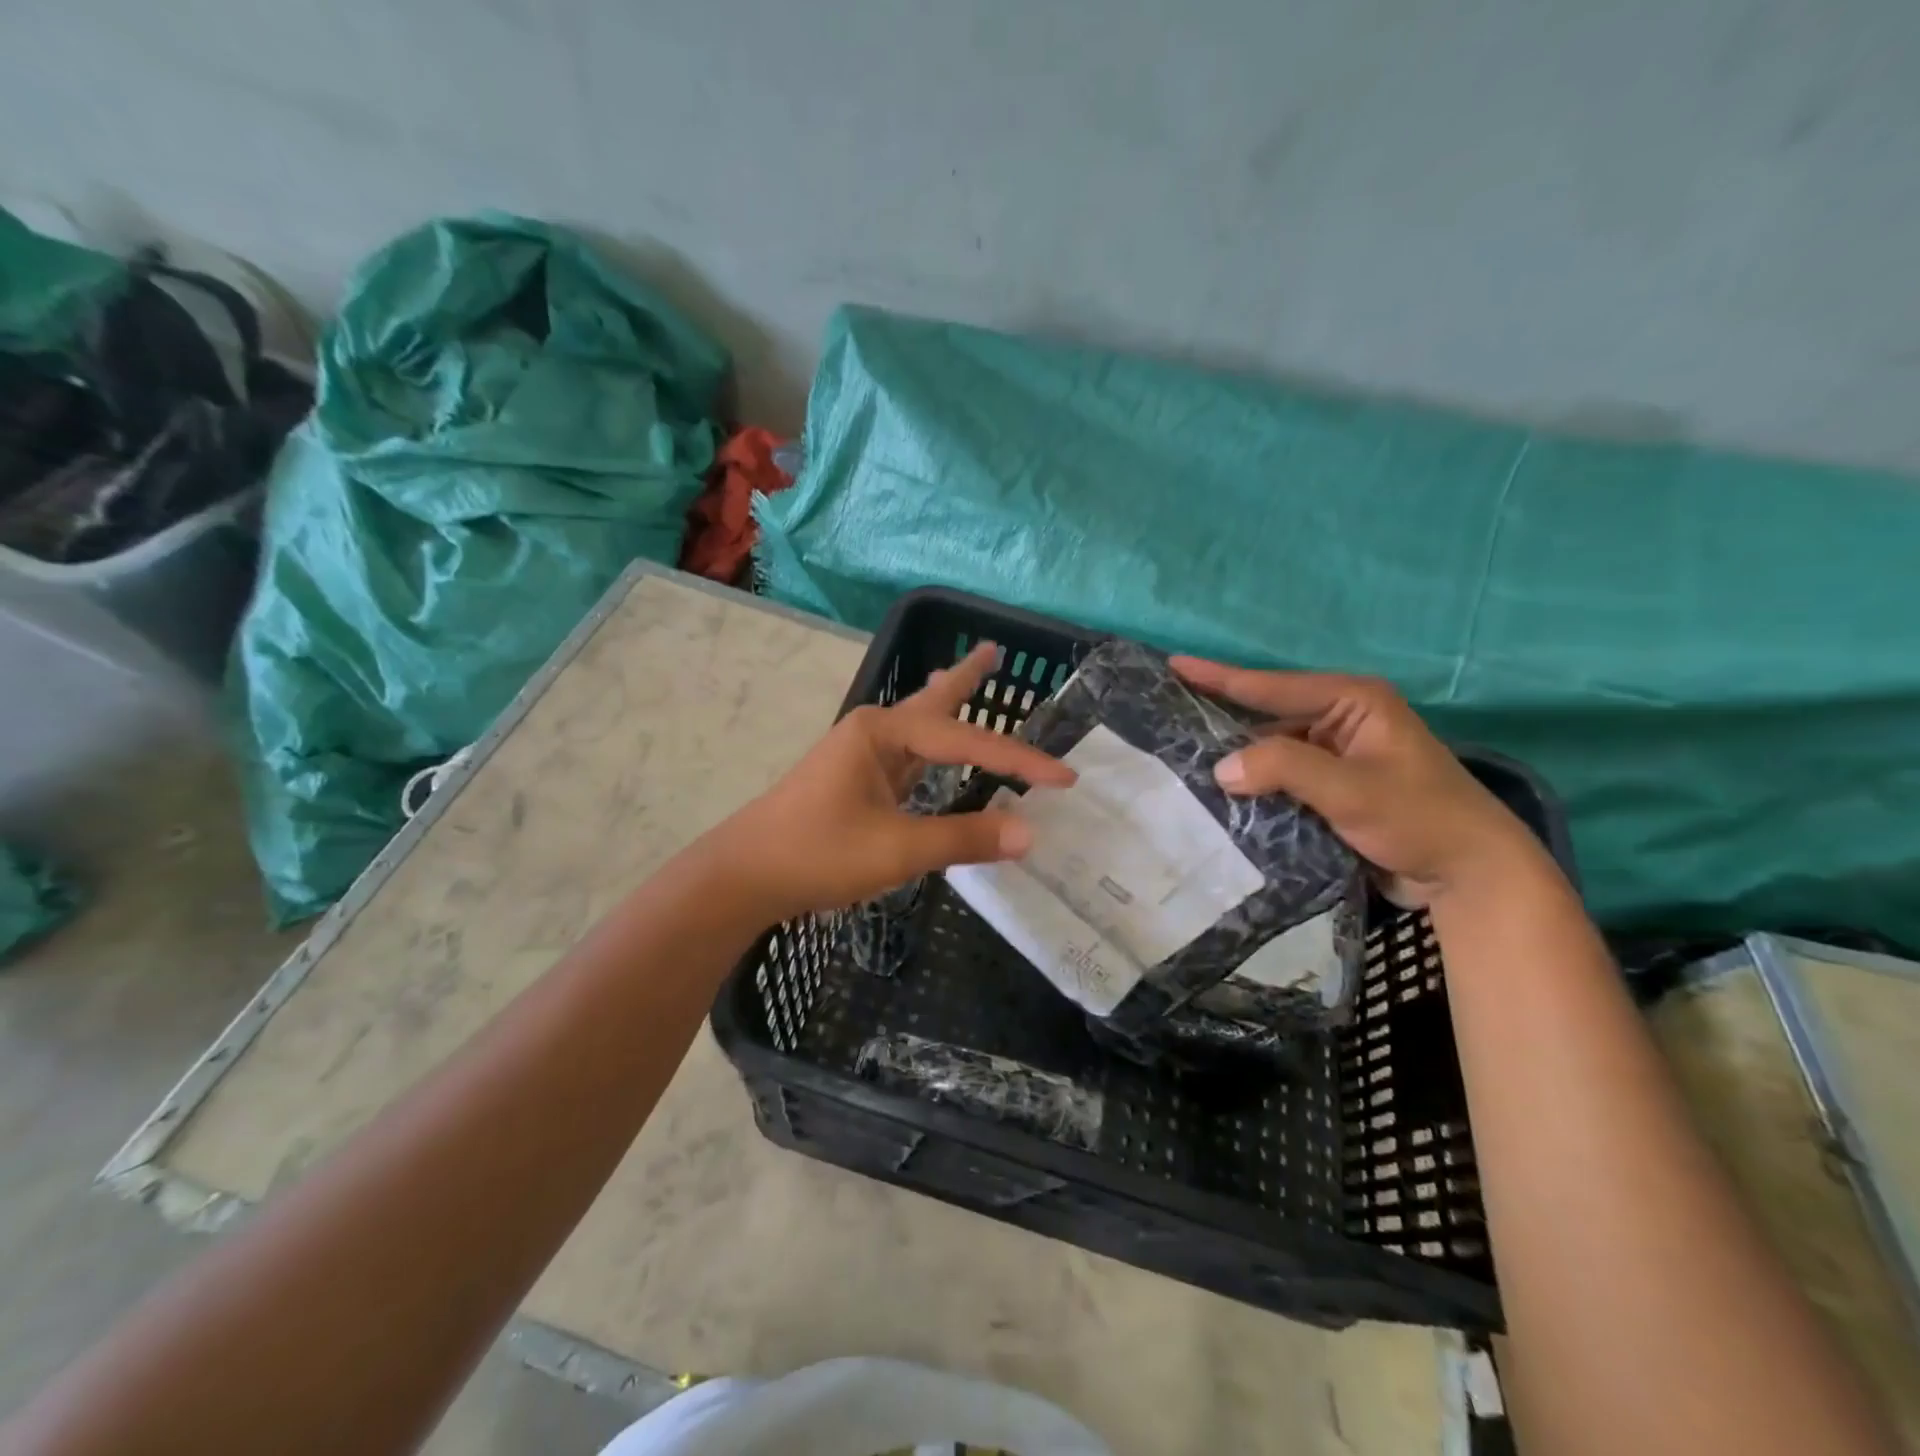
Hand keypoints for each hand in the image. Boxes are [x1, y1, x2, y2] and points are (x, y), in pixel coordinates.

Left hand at [723, 643, 1076, 920]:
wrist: (744, 877)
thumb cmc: (817, 853)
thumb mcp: (896, 848)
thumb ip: (962, 838)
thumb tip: (1029, 834)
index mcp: (882, 732)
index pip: (966, 742)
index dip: (1019, 760)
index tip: (1066, 778)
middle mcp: (873, 733)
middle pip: (933, 701)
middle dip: (966, 678)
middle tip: (994, 650)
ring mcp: (861, 757)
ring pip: (919, 728)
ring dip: (947, 705)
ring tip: (968, 678)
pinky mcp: (856, 783)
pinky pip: (908, 757)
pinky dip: (932, 749)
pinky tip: (936, 751)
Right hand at [1170, 657, 1544, 906]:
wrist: (1470, 874)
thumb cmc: (1419, 817)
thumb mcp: (1351, 788)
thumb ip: (1284, 768)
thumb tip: (1220, 768)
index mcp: (1352, 701)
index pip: (1272, 686)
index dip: (1220, 677)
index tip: (1173, 664)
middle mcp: (1340, 720)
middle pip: (1267, 715)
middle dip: (1221, 720)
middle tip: (1168, 716)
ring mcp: (1336, 755)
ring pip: (1271, 750)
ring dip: (1237, 759)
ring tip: (1182, 758)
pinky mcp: (1332, 787)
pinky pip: (1282, 777)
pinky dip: (1255, 784)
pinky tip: (1220, 792)